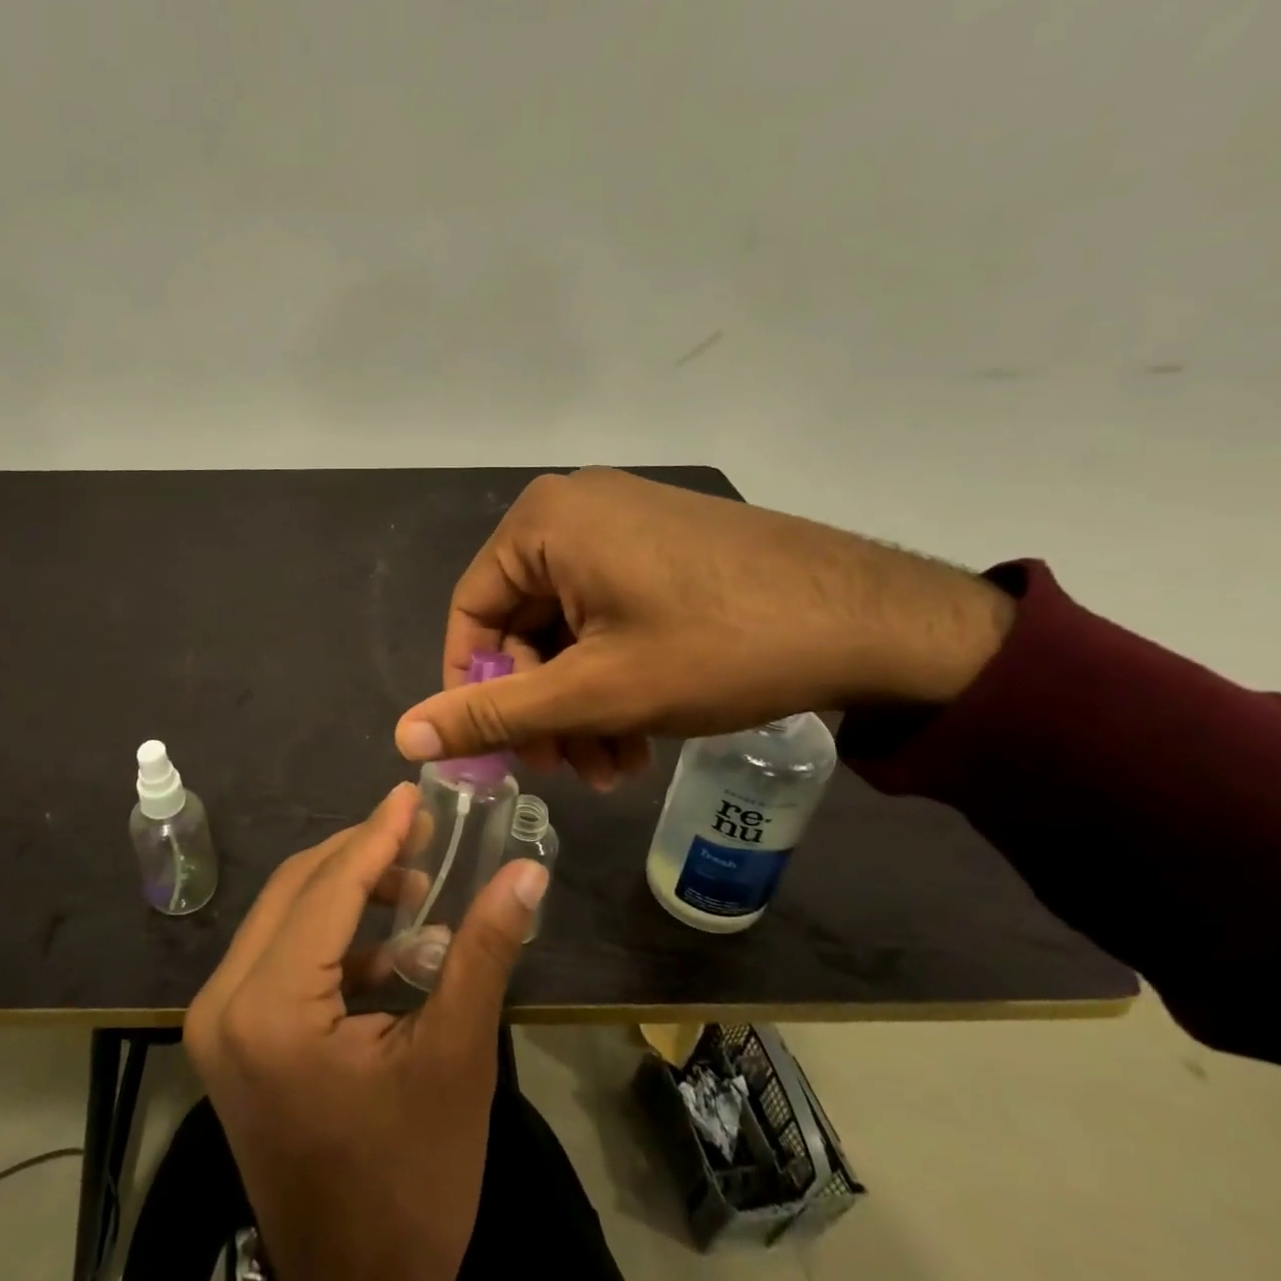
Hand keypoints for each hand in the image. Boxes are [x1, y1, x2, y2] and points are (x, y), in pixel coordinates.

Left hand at [185, 784, 548, 1280]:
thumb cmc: (410, 1187)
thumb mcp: (455, 1060)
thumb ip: (485, 953)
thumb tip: (528, 871)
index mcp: (268, 1009)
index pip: (326, 888)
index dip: (376, 834)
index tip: (413, 793)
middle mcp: (223, 1003)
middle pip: (296, 890)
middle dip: (361, 854)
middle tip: (423, 832)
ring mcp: (218, 1023)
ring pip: (285, 916)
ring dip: (348, 890)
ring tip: (416, 882)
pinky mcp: (231, 1039)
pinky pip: (280, 955)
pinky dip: (332, 936)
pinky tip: (390, 944)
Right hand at [394, 467, 1015, 788]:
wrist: (877, 621)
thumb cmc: (716, 648)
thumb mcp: (592, 691)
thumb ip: (493, 713)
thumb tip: (403, 734)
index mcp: (543, 522)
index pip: (470, 613)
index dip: (475, 688)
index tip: (499, 750)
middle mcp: (576, 510)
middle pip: (523, 624)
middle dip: (541, 706)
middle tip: (565, 770)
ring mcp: (625, 525)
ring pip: (569, 629)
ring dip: (579, 703)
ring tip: (612, 768)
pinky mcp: (663, 548)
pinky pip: (609, 615)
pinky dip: (612, 676)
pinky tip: (637, 735)